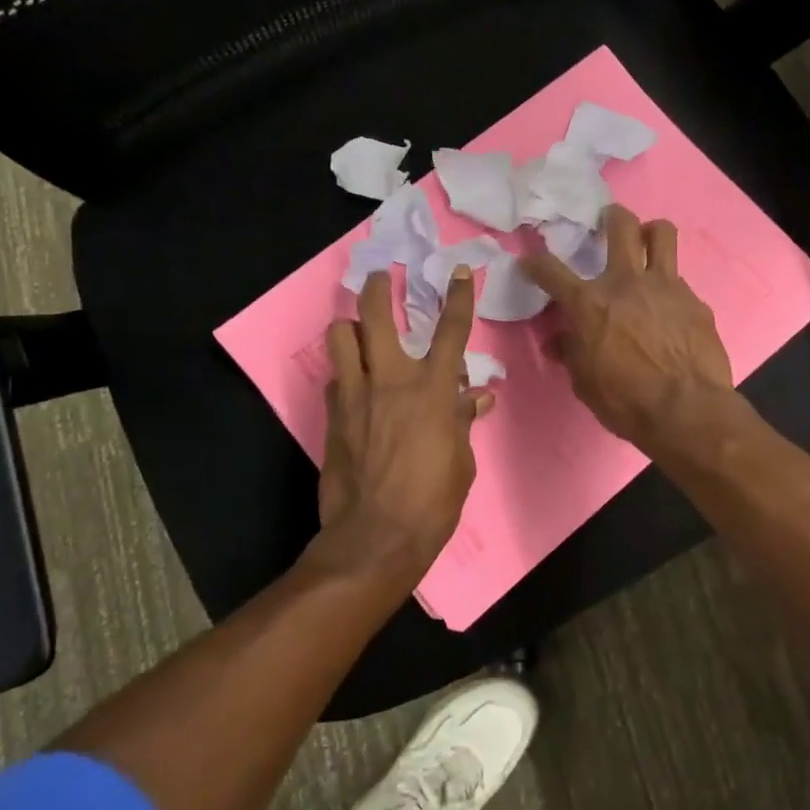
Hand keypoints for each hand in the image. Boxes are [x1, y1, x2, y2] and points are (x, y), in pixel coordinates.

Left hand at [314, 266, 494, 583]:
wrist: (375, 538)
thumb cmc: (432, 502)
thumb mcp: (462, 462)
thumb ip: (464, 422)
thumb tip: (478, 398)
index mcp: (433, 390)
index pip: (451, 331)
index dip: (459, 297)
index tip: (460, 271)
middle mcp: (391, 380)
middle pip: (376, 315)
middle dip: (379, 288)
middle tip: (382, 278)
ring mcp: (355, 395)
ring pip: (340, 336)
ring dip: (350, 327)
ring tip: (358, 331)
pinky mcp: (331, 416)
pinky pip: (335, 379)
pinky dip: (345, 374)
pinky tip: (353, 388)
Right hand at [523, 205, 734, 451]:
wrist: (686, 410)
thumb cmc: (625, 401)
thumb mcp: (584, 382)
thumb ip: (571, 352)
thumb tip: (559, 341)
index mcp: (589, 303)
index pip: (551, 271)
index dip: (535, 263)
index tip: (530, 262)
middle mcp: (626, 282)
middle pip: (620, 226)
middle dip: (611, 217)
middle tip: (609, 221)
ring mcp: (665, 286)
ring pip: (661, 233)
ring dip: (651, 232)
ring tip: (648, 242)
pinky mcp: (695, 301)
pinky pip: (680, 282)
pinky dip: (670, 290)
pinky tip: (671, 312)